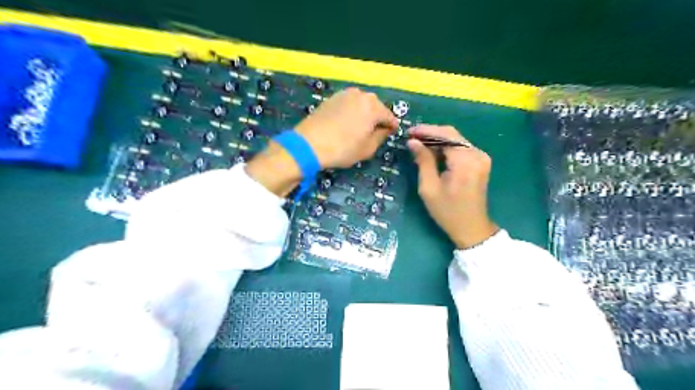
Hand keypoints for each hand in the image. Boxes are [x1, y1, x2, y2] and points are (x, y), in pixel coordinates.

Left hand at [296, 87, 399, 166]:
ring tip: (360, 128)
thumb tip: (385, 129)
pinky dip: (351, 112)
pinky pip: (348, 104)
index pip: (389, 116)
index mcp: (373, 106)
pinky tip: (347, 123)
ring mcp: (344, 94)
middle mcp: (360, 95)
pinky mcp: (331, 98)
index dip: (392, 126)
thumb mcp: (367, 149)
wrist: (309, 144)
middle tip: (375, 132)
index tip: (392, 133)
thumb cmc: (343, 149)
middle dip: (377, 118)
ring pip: (361, 104)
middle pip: (376, 107)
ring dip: (364, 114)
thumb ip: (381, 136)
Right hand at [408, 124, 499, 247]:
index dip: (426, 130)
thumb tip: (413, 142)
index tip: (409, 132)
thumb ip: (423, 161)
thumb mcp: (429, 188)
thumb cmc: (447, 211)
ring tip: (419, 144)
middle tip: (412, 138)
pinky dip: (446, 147)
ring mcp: (481, 157)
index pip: (445, 135)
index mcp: (465, 161)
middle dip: (431, 133)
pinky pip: (461, 147)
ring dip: (438, 140)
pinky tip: (433, 151)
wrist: (471, 227)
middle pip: (452, 134)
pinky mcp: (481, 162)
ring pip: (456, 139)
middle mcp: (477, 155)